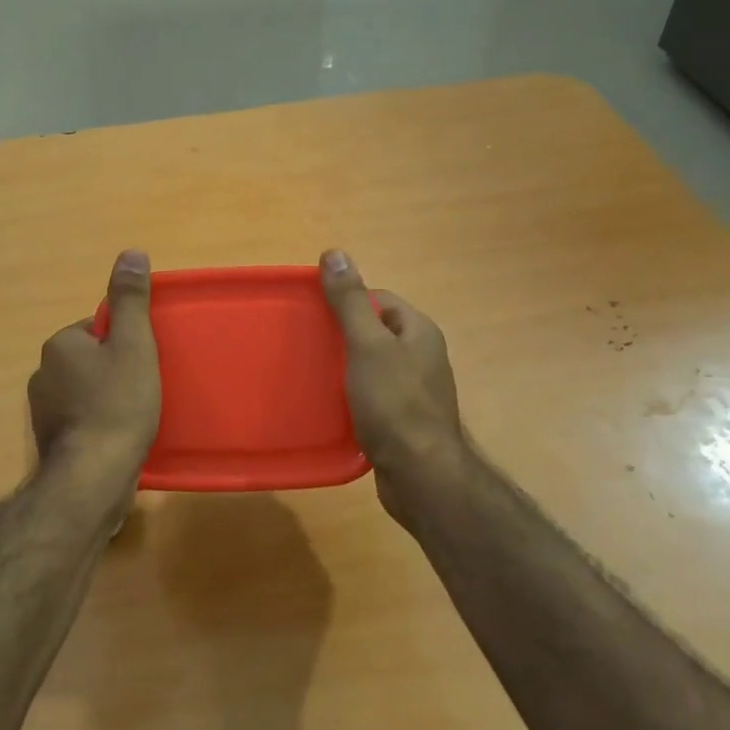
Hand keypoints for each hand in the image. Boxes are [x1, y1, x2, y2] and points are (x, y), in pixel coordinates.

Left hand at [29, 250, 161, 486]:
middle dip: (117, 370)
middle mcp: (42, 373)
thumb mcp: (133, 345)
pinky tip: (119, 438)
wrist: (93, 478)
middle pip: (92, 359)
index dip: (126, 343)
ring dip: (108, 398)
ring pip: (86, 391)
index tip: (145, 363)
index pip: (98, 328)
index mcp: (59, 344)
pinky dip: (100, 423)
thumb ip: (131, 300)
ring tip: (137, 416)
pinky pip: (82, 419)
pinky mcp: (51, 441)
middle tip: (145, 389)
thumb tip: (131, 252)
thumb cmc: (117, 405)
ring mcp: (43, 411)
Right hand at [319, 249, 466, 527]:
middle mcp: (422, 357)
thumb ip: (350, 301)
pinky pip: (373, 396)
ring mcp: (414, 391)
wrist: (420, 475)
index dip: (348, 300)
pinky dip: (351, 396)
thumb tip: (334, 253)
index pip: (380, 300)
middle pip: (376, 332)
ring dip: (345, 367)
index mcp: (419, 332)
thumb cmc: (394, 403)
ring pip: (372, 366)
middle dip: (342, 334)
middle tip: (307, 342)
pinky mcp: (403, 421)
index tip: (314, 311)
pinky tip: (329, 404)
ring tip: (311, 371)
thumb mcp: (368, 345)